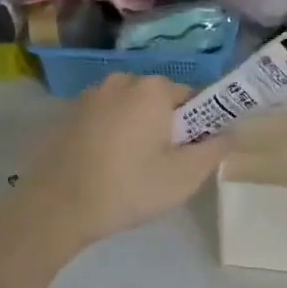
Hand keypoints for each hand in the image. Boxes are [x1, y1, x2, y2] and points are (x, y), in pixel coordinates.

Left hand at [18, 74, 228, 246]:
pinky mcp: (69, 113)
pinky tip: (105, 167)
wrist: (55, 208)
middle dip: (166, 127)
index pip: (193, 98)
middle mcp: (122, 80)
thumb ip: (215, 149)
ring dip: (138, 131)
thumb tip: (231, 131)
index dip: (197, 128)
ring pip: (131, 109)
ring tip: (131, 170)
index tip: (189, 157)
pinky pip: (106, 118)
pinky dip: (112, 135)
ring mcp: (91, 95)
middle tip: (162, 167)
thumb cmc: (128, 188)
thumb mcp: (184, 176)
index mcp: (152, 88)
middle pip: (160, 101)